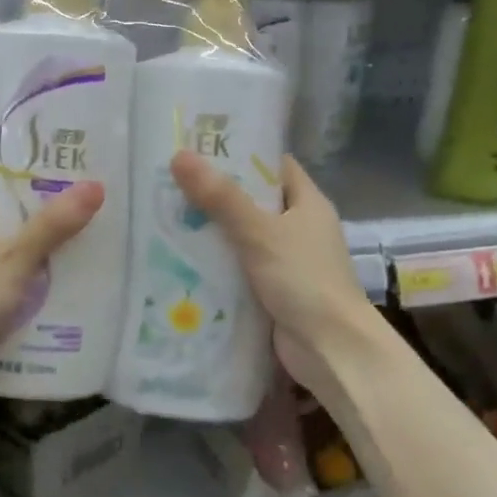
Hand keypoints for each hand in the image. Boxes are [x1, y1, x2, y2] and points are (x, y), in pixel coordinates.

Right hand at [170, 150, 381, 399]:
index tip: (200, 147)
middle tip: (170, 182)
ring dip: (211, 232)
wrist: (331, 350)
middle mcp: (299, 228)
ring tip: (165, 216)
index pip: (273, 165)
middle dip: (215, 194)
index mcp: (307, 203)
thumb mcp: (259, 232)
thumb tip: (180, 156)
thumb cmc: (304, 279)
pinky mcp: (273, 291)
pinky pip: (239, 269)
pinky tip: (180, 260)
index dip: (241, 153)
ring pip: (242, 237)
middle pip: (253, 202)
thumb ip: (220, 197)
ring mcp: (287, 262)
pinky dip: (216, 265)